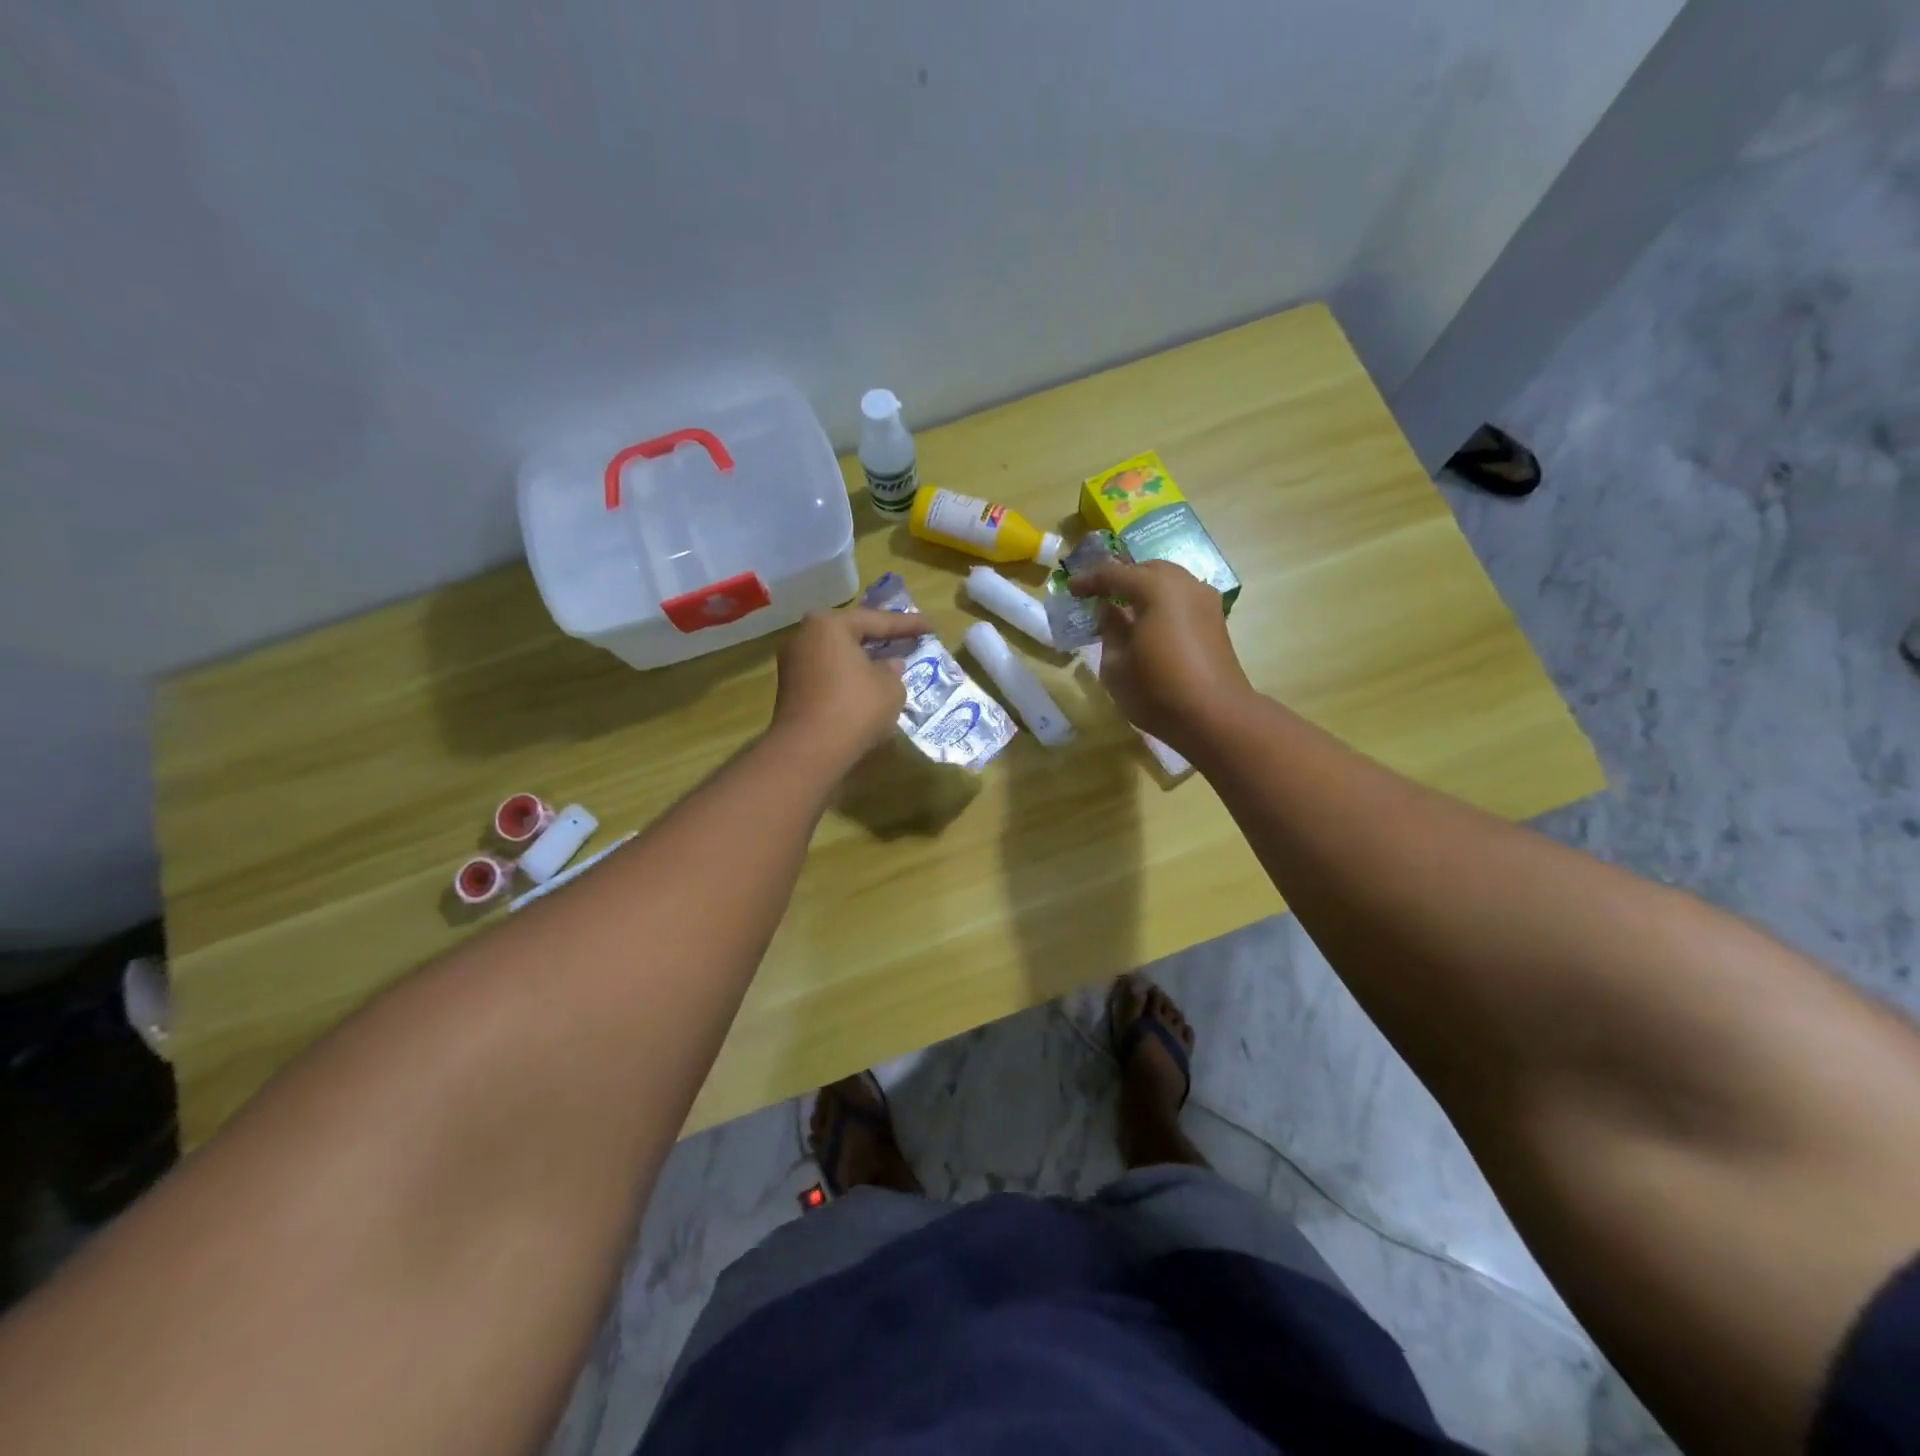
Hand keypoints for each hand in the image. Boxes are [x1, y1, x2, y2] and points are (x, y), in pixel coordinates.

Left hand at [771, 607, 926, 772]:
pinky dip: (849, 679)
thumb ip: (894, 671)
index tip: (931, 627)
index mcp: (829, 625)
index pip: (876, 620)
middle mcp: (805, 637)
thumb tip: (889, 665)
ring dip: (864, 661)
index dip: (907, 625)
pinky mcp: (791, 691)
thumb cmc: (855, 708)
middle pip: (851, 634)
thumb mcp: (891, 688)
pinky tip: (869, 687)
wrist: (809, 751)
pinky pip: (828, 676)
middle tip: (907, 638)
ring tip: (891, 665)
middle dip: (880, 639)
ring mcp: (794, 665)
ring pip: (838, 657)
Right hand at [1069, 559, 1251, 746]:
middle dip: (1121, 579)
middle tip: (1099, 596)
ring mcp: (1205, 601)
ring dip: (1143, 590)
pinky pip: (1181, 599)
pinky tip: (1148, 624)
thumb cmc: (1157, 691)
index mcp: (1156, 589)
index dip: (1090, 580)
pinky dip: (1161, 603)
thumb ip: (1109, 629)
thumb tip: (1109, 610)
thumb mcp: (1116, 664)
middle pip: (1146, 570)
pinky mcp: (1215, 620)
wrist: (1215, 717)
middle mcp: (1184, 584)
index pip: (1115, 573)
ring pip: (1168, 582)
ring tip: (1123, 610)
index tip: (1071, 589)